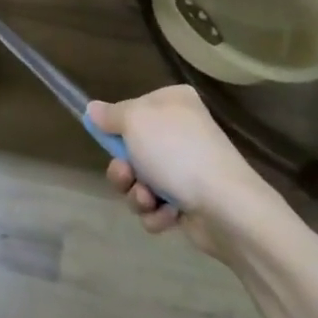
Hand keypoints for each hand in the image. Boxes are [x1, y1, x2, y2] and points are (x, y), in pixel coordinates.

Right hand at [88, 87, 273, 258]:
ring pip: (140, 180)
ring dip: (136, 194)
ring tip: (149, 200)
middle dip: (124, 169)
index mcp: (174, 103)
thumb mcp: (135, 121)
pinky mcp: (191, 199)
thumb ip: (110, 115)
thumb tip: (92, 109)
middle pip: (132, 149)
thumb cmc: (177, 152)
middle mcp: (181, 131)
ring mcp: (187, 167)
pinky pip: (157, 205)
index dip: (118, 128)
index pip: (133, 109)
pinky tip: (168, 215)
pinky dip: (157, 212)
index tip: (108, 139)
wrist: (225, 206)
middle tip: (126, 175)